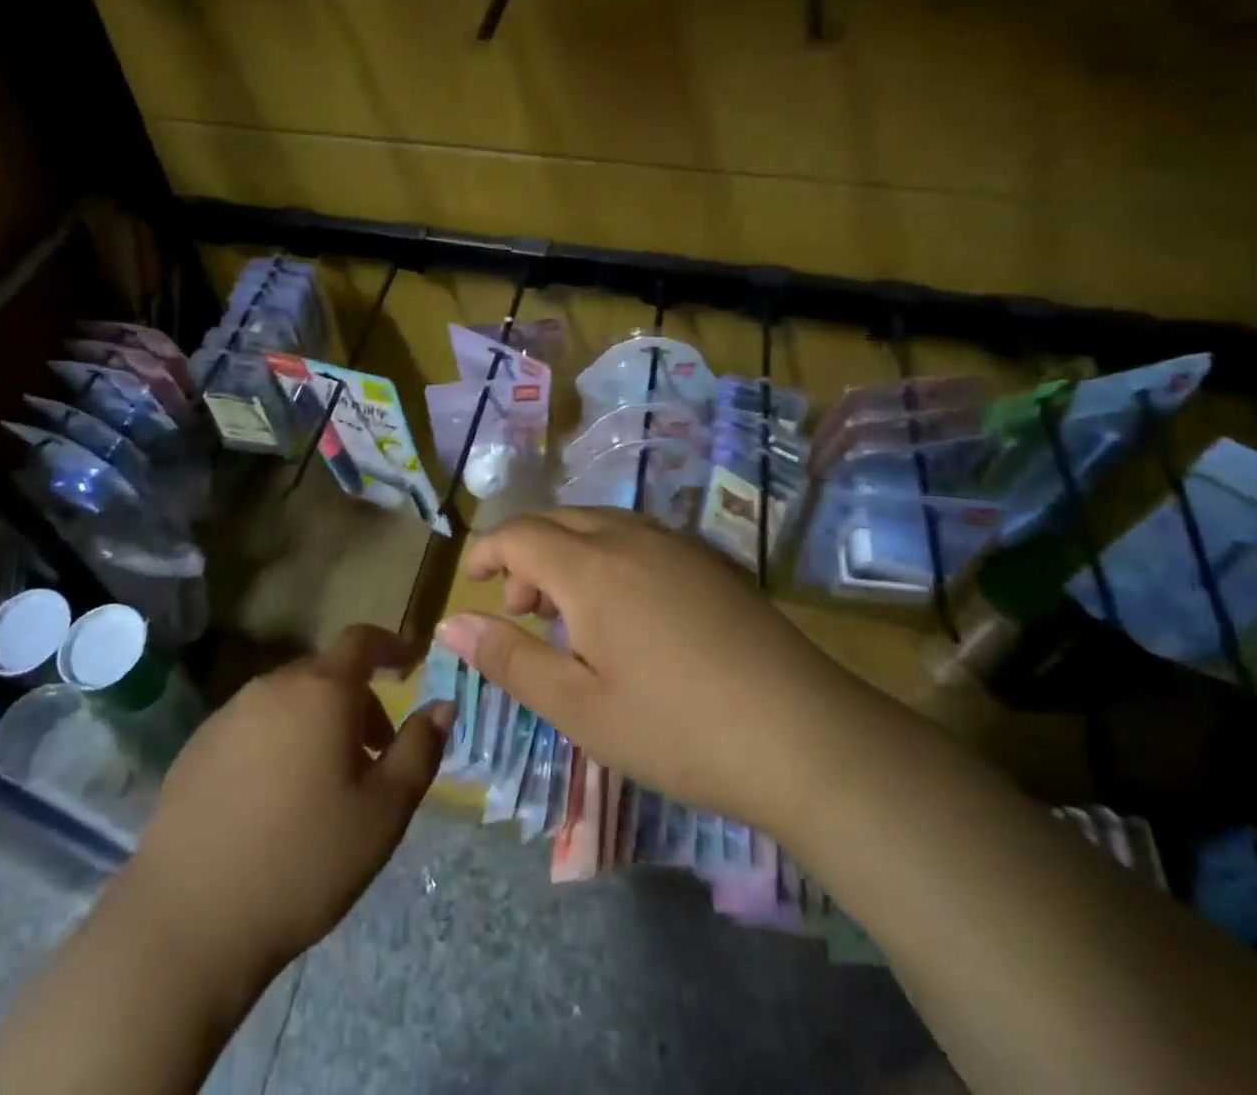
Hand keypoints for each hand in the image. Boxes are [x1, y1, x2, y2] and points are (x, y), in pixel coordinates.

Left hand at [119, 626, 451, 1007]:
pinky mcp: (196, 748)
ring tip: (326, 782)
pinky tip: (274, 800)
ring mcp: (228, 715)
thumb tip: (443, 706)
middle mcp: (272, 686)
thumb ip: (419, 750)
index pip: (362, 640)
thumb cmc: (303, 861)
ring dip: (317, 722)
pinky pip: (253, 726)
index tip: (411, 664)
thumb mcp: (383, 812)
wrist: (187, 920)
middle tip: (375, 753)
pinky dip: (278, 741)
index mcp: (321, 691)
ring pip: (288, 700)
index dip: (391, 646)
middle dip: (357, 700)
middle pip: (326, 673)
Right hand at [439, 509, 855, 832]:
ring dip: (568, 554)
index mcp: (591, 567)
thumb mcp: (578, 707)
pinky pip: (639, 538)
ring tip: (570, 615)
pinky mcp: (711, 562)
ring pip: (601, 524)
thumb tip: (450, 623)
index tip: (473, 584)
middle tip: (521, 611)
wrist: (806, 736)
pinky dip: (608, 557)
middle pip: (559, 521)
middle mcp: (632, 537)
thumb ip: (508, 659)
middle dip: (526, 554)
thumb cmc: (676, 728)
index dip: (488, 552)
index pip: (520, 534)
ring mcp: (678, 544)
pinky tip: (625, 611)